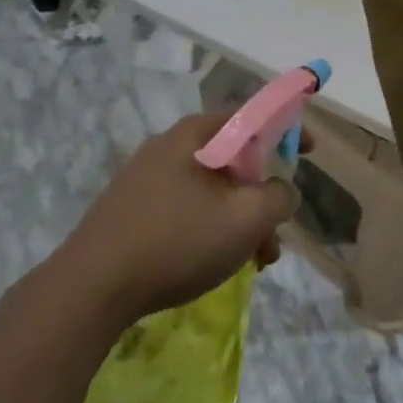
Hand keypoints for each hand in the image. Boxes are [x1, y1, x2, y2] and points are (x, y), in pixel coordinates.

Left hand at [57, 112, 300, 324]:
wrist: (93, 286)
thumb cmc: (177, 241)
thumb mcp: (245, 219)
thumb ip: (278, 197)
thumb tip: (281, 189)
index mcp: (195, 135)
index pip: (251, 117)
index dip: (286, 130)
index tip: (309, 152)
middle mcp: (168, 146)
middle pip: (233, 160)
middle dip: (262, 196)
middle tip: (276, 234)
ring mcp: (146, 178)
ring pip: (211, 190)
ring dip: (240, 221)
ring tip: (255, 263)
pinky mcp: (132, 208)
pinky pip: (186, 208)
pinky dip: (211, 229)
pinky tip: (216, 264)